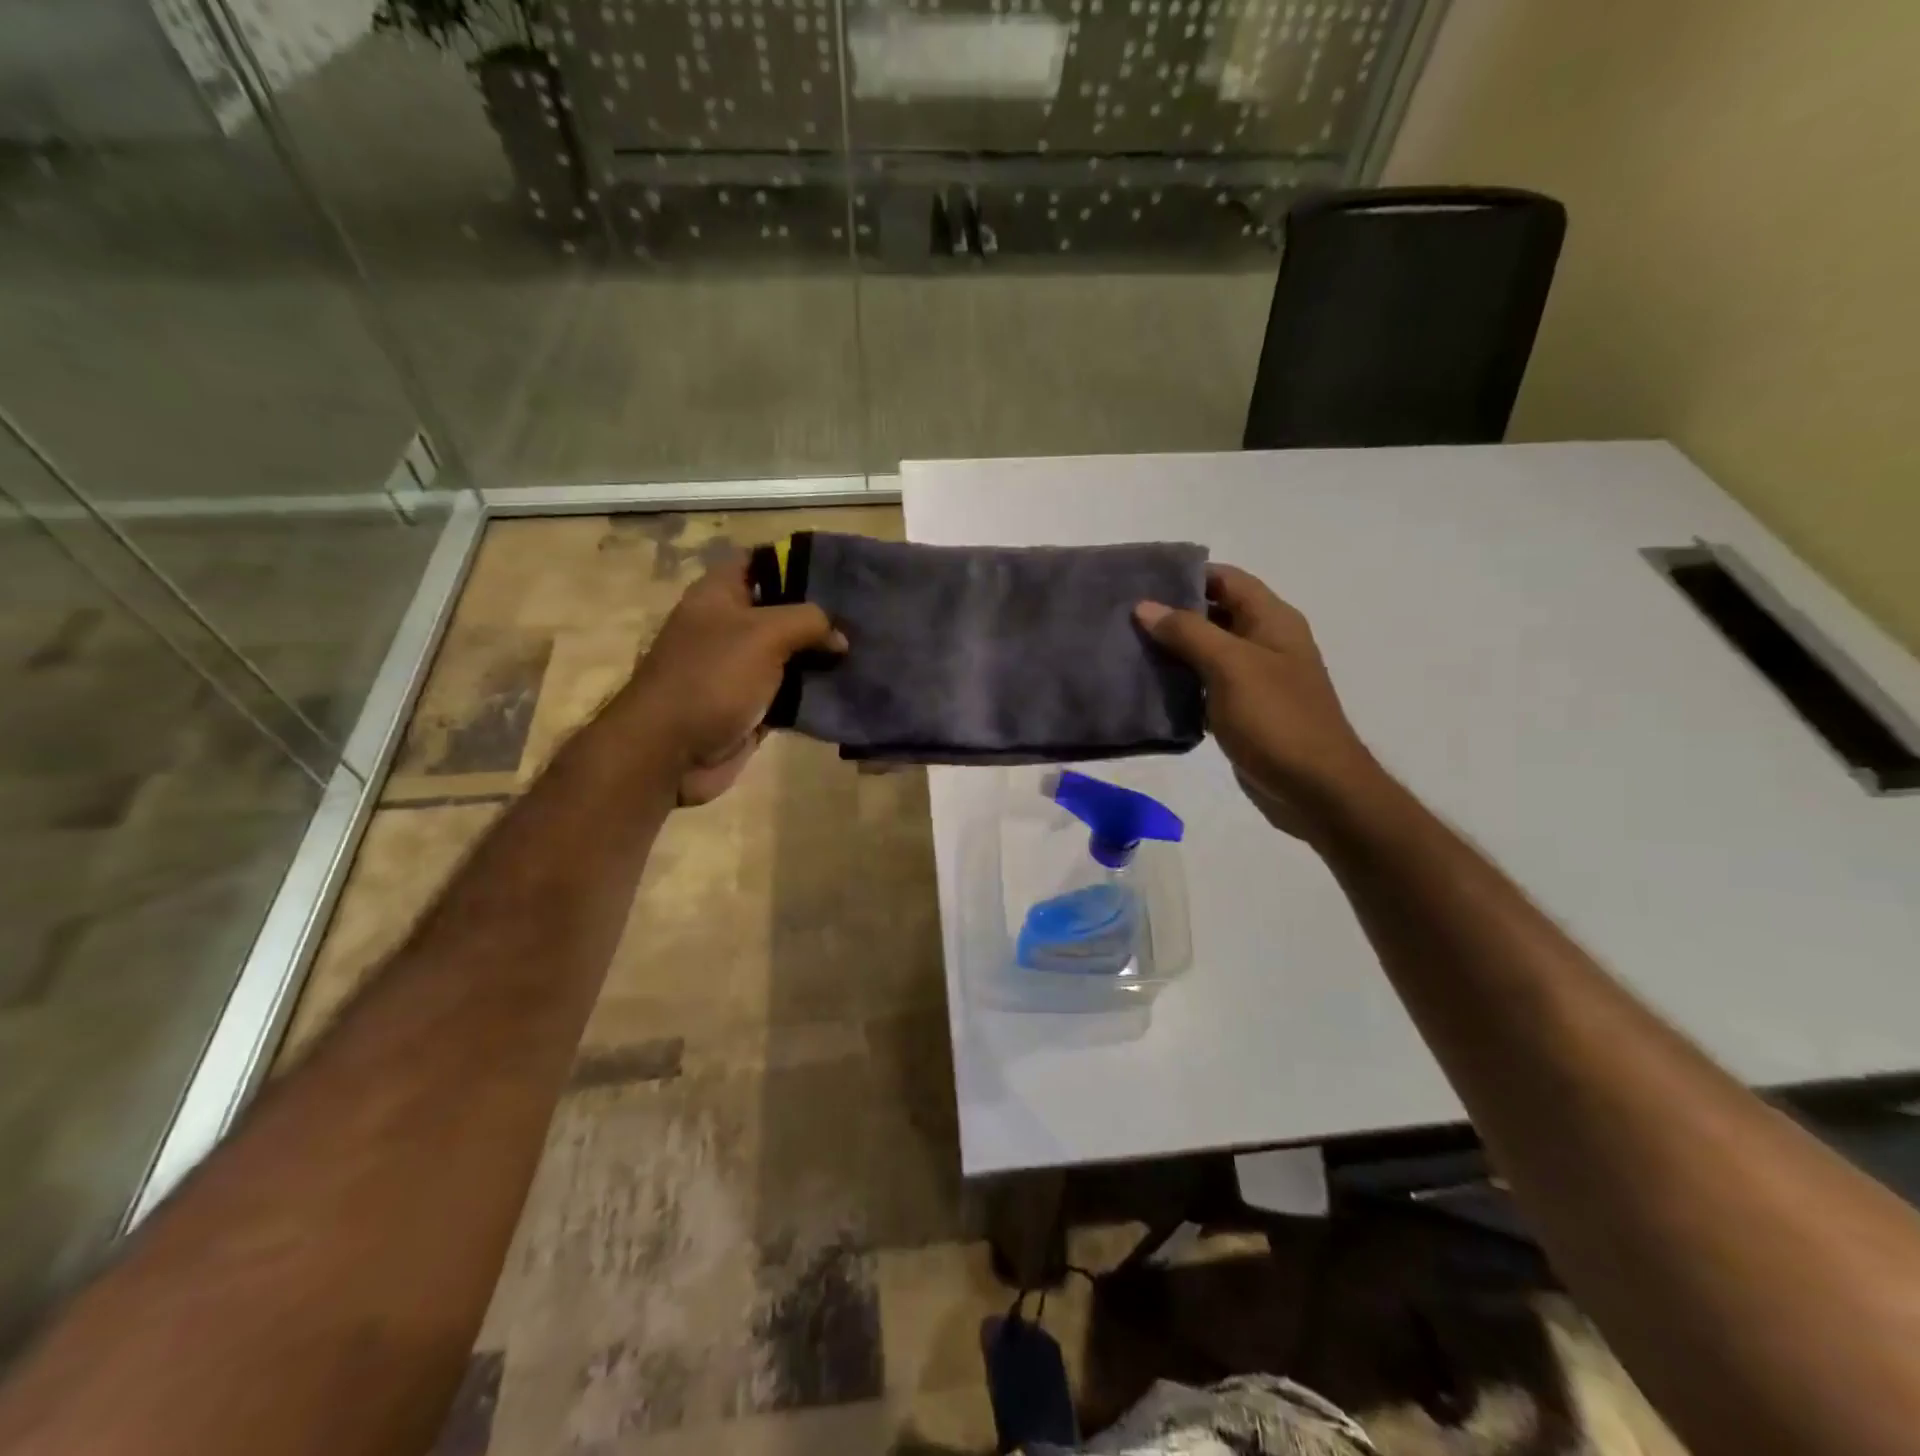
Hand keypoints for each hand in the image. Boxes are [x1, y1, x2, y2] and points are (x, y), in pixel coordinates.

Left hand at [621, 551, 845, 805]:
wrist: (671, 752)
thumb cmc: (712, 678)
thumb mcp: (764, 634)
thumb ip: (809, 622)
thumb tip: (839, 637)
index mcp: (721, 594)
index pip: (762, 561)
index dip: (799, 560)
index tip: (843, 570)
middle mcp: (730, 626)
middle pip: (783, 609)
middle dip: (822, 614)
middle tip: (866, 614)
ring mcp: (741, 668)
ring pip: (792, 654)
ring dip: (824, 656)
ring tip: (870, 649)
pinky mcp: (753, 706)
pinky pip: (792, 692)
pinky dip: (816, 691)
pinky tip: (851, 686)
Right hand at [1136, 564, 1379, 838]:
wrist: (1314, 789)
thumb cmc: (1276, 719)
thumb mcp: (1230, 666)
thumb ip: (1188, 632)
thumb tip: (1145, 606)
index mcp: (1272, 620)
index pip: (1226, 579)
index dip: (1186, 574)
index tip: (1141, 580)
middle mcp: (1265, 642)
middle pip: (1214, 613)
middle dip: (1172, 613)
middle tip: (1123, 616)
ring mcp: (1254, 678)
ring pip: (1206, 651)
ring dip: (1172, 649)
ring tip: (1126, 647)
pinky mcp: (1242, 710)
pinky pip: (1205, 685)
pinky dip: (1180, 683)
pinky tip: (1147, 687)